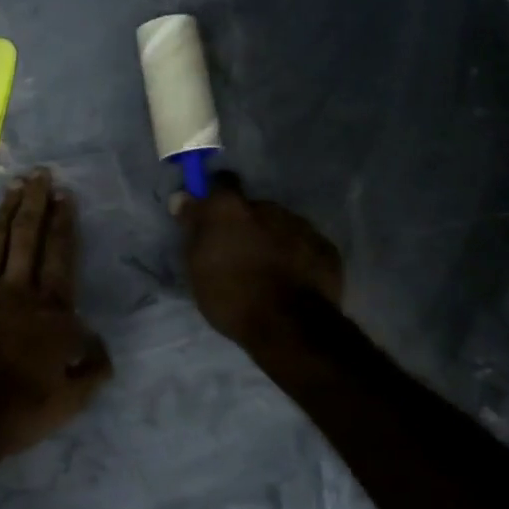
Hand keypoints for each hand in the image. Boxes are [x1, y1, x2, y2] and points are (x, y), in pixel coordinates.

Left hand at [0, 169, 111, 455]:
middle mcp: (17, 291)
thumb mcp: (74, 396)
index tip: (64, 195)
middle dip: (34, 202)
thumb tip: (99, 343)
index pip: (60, 254)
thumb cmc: (25, 407)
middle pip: (27, 237)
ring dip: (4, 213)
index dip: (63, 222)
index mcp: (50, 309)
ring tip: (12, 188)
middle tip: (38, 174)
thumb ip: (93, 365)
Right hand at [173, 172, 343, 349]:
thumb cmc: (231, 295)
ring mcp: (301, 226)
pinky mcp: (326, 248)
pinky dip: (297, 256)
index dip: (216, 196)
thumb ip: (192, 227)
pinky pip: (304, 245)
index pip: (221, 183)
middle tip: (239, 253)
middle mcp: (267, 207)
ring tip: (268, 271)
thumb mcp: (196, 265)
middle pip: (253, 208)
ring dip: (272, 240)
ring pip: (281, 226)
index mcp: (230, 209)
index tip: (212, 215)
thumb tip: (182, 198)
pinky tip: (292, 280)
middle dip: (247, 225)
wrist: (289, 326)